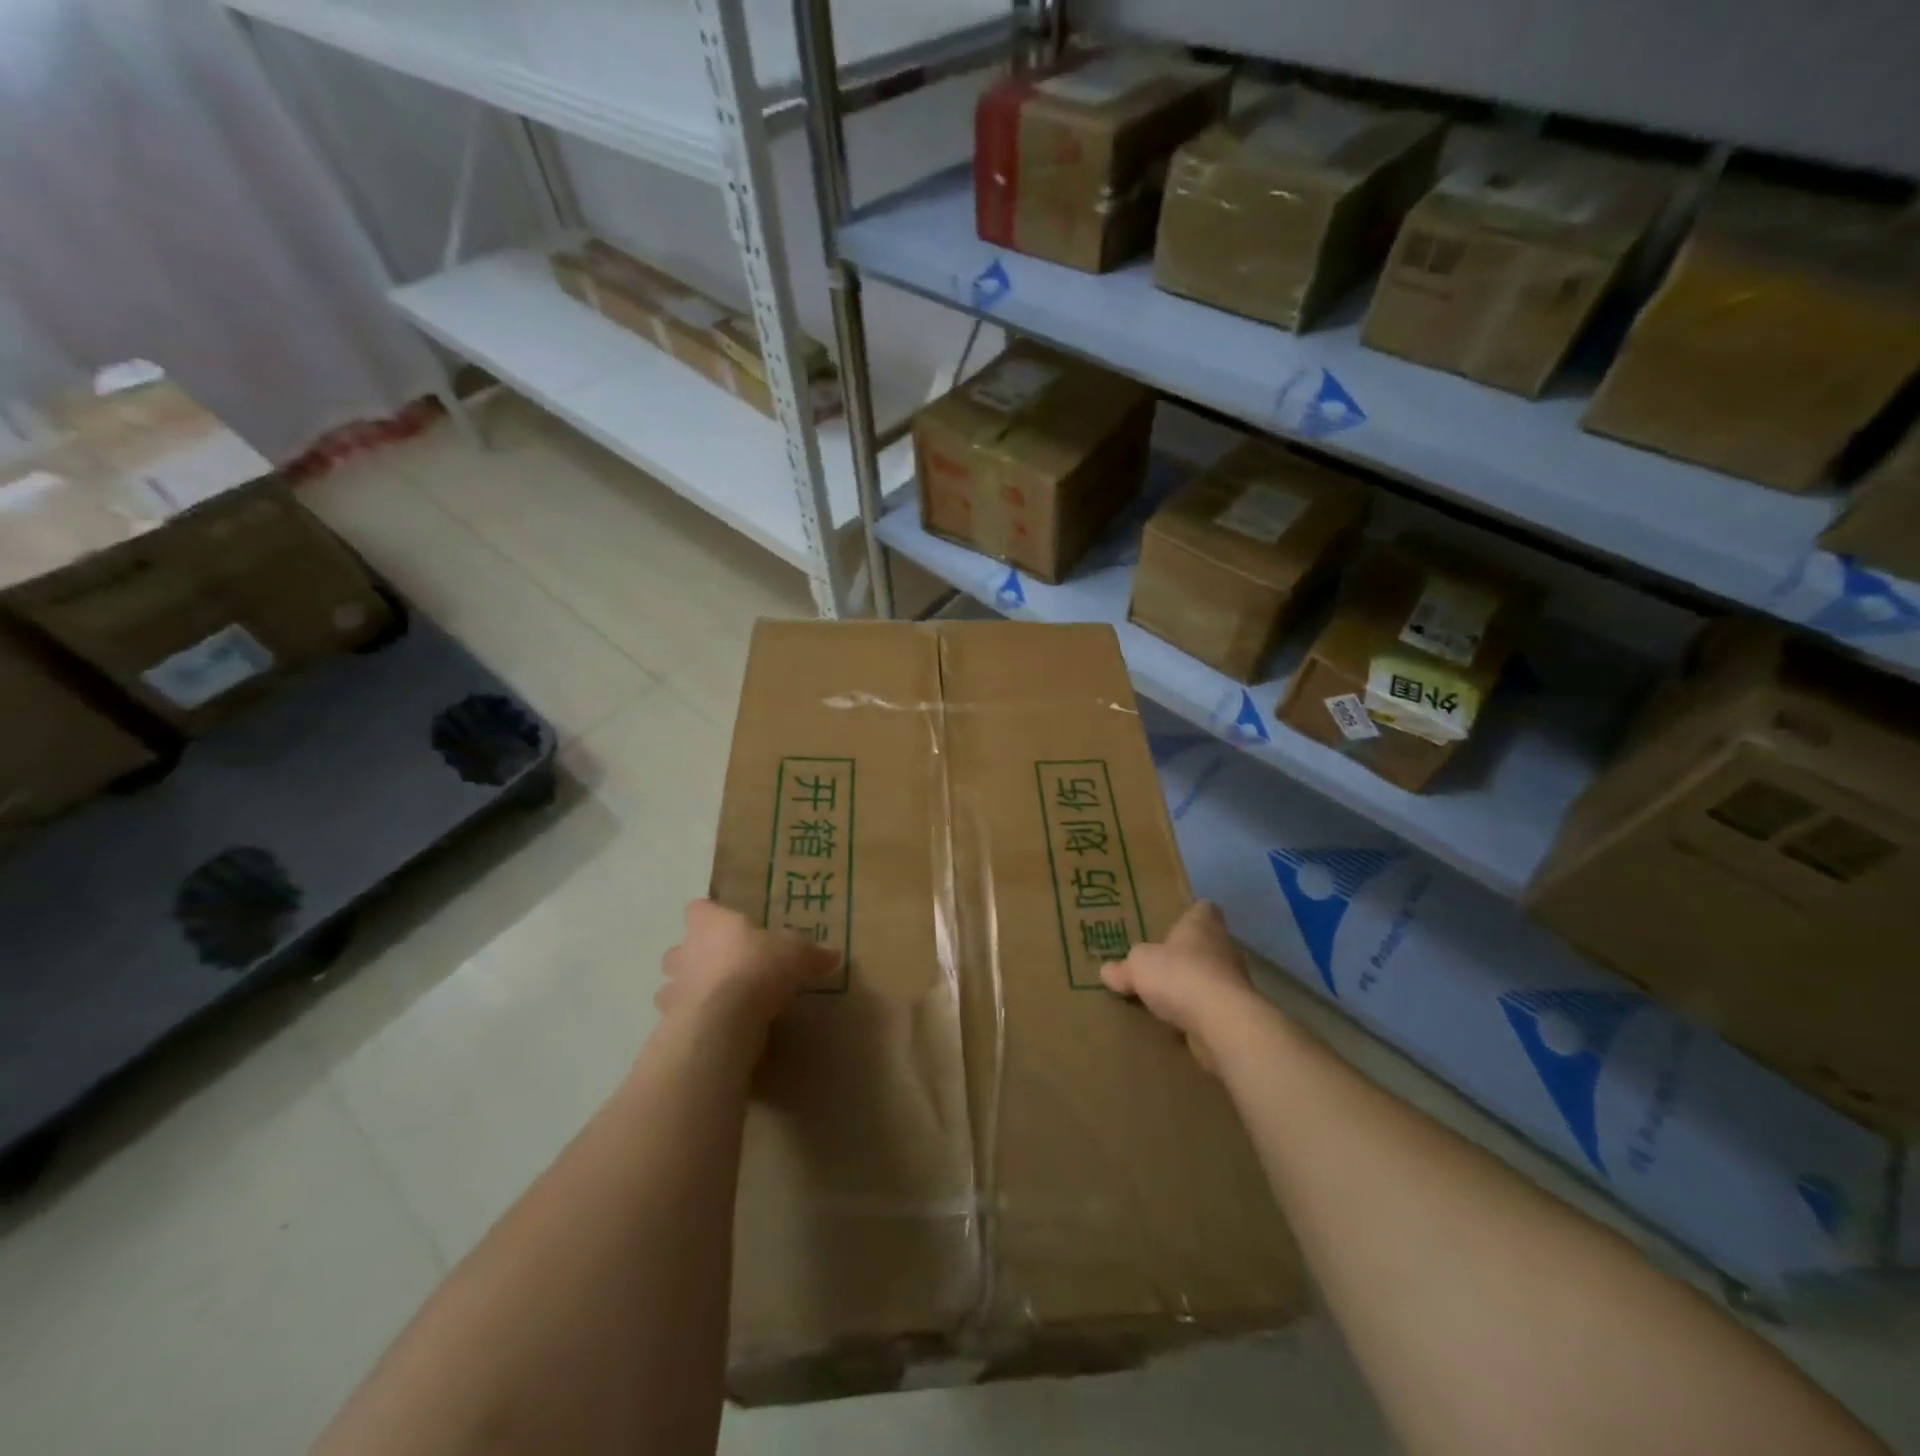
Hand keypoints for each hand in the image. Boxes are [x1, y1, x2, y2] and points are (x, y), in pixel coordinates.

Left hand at [658, 900, 839, 1050]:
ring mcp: (672, 989)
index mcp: (711, 923)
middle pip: (680, 948)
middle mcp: (684, 951)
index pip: (699, 908)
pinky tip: (717, 1029)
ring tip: (719, 1001)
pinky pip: (680, 1019)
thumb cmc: (757, 968)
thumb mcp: (797, 954)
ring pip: (674, 985)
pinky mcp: (669, 1024)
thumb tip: (834, 954)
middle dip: (696, 956)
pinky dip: (694, 1022)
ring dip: (691, 991)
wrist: (722, 1021)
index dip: (711, 914)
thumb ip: (812, 953)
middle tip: (724, 966)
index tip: (727, 923)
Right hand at [1101, 900, 1261, 1072]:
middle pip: (1208, 943)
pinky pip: (1214, 1007)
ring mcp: (1235, 981)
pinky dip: (1199, 1013)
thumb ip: (1123, 968)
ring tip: (1167, 996)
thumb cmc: (1179, 975)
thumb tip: (1107, 971)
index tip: (1174, 922)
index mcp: (1202, 925)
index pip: (1203, 908)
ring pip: (1212, 976)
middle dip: (1188, 953)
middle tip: (1161, 962)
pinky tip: (1178, 1023)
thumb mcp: (1138, 966)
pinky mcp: (1237, 1013)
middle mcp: (1224, 947)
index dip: (1190, 913)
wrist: (1222, 1022)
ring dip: (1194, 985)